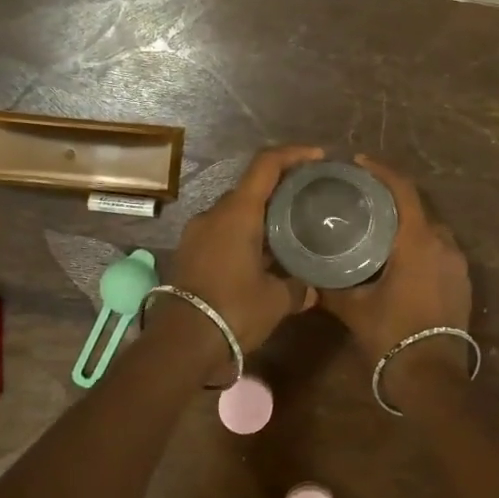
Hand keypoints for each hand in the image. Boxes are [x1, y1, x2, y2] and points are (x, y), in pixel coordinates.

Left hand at [164, 144, 324, 354]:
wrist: (181, 342)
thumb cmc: (233, 310)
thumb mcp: (276, 300)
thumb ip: (298, 288)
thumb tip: (314, 289)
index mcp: (237, 212)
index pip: (266, 165)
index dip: (293, 154)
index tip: (317, 157)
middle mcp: (214, 214)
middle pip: (250, 187)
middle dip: (279, 188)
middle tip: (307, 199)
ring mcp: (197, 233)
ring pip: (235, 211)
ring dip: (261, 215)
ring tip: (289, 230)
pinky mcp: (189, 252)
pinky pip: (222, 231)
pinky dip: (244, 234)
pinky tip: (264, 255)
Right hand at [319, 155, 472, 360]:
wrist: (432, 378)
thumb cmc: (391, 336)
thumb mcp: (354, 308)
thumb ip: (331, 285)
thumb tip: (310, 272)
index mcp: (417, 242)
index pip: (403, 191)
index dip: (382, 171)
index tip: (360, 163)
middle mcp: (443, 245)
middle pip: (418, 208)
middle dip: (393, 198)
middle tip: (364, 198)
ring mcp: (457, 264)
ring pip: (431, 230)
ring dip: (408, 223)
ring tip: (380, 227)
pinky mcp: (462, 281)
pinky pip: (440, 250)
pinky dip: (420, 244)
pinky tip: (400, 257)